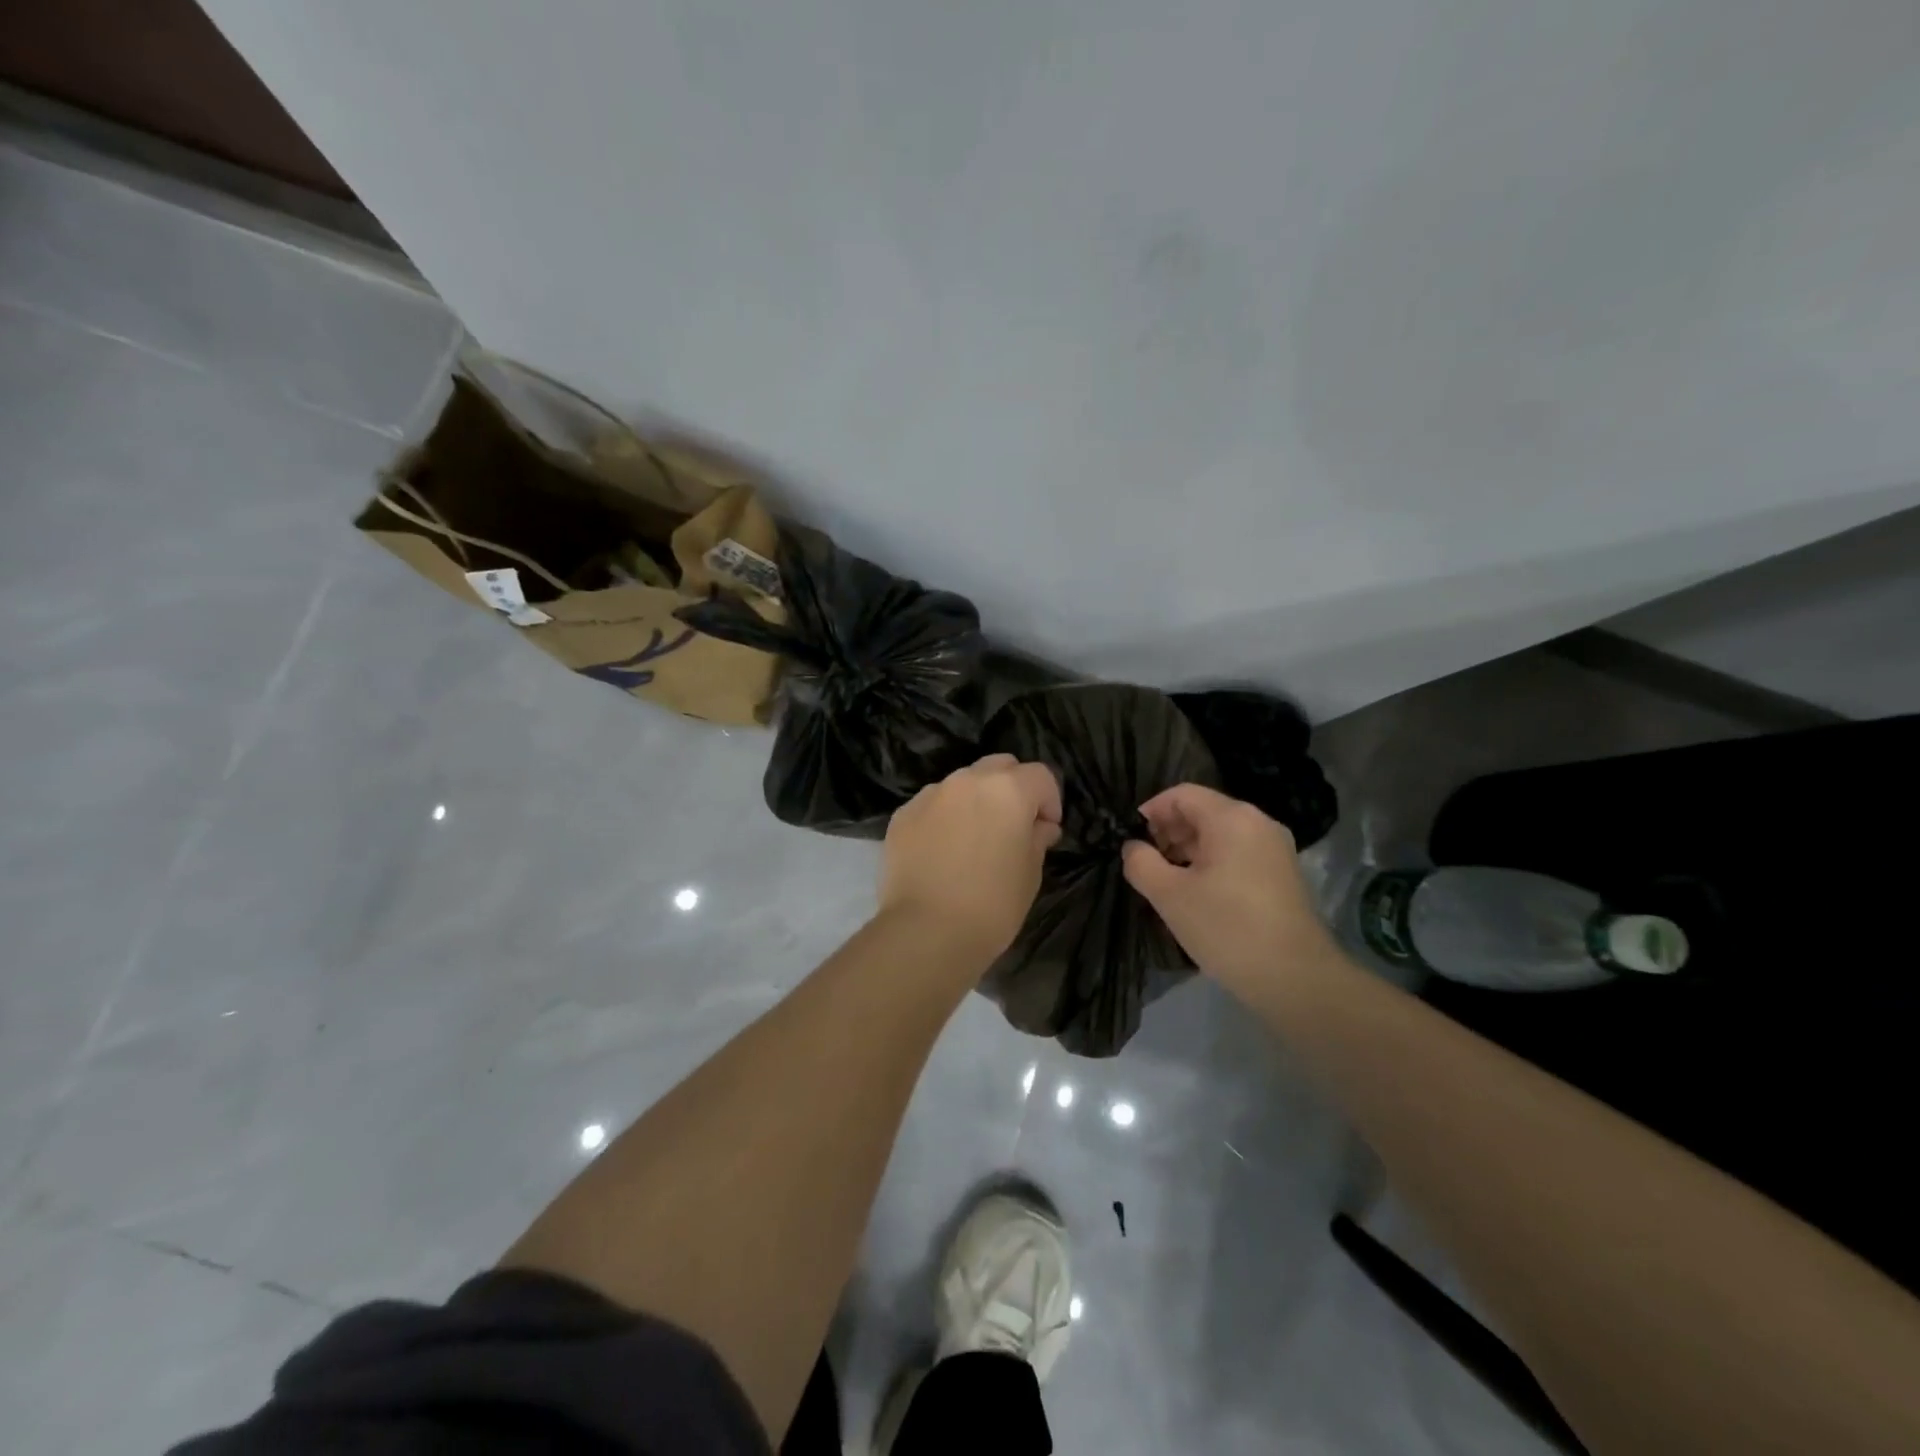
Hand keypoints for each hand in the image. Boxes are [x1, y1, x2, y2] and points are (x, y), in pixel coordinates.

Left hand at [879, 754, 1062, 965]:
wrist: (926, 931)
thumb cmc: (992, 905)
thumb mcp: (1030, 874)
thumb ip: (1037, 839)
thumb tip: (1039, 826)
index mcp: (1008, 790)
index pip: (1040, 776)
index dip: (1050, 801)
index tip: (1046, 830)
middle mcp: (968, 781)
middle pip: (1000, 767)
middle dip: (1013, 788)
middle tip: (1013, 826)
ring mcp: (931, 794)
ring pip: (963, 783)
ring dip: (976, 800)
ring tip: (973, 839)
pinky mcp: (903, 814)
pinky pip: (933, 804)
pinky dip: (944, 817)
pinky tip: (943, 851)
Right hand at [1121, 783, 1336, 991]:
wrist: (1296, 979)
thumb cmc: (1227, 928)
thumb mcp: (1169, 896)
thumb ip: (1141, 863)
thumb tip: (1133, 847)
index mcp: (1232, 818)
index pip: (1182, 794)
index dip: (1151, 810)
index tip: (1131, 839)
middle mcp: (1258, 823)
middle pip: (1203, 811)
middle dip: (1169, 830)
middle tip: (1147, 862)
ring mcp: (1275, 848)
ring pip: (1221, 834)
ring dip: (1189, 848)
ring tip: (1168, 880)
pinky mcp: (1283, 873)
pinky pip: (1238, 853)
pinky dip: (1213, 862)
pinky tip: (1198, 893)